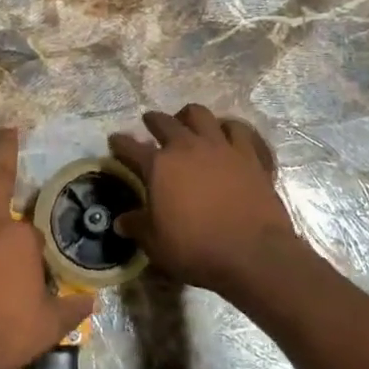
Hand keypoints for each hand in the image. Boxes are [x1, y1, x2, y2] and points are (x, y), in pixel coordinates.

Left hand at [0, 129, 95, 368]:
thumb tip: (93, 301)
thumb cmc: (2, 334)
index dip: (32, 244)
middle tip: (5, 128)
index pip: (31, 230)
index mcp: (22, 238)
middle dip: (5, 150)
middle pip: (2, 177)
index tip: (31, 260)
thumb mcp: (47, 326)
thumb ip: (71, 310)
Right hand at [109, 105, 302, 298]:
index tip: (115, 140)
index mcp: (159, 165)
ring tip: (188, 123)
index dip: (120, 143)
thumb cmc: (197, 249)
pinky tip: (228, 135)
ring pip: (201, 114)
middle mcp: (187, 147)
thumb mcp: (157, 244)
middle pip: (165, 122)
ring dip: (190, 116)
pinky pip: (238, 130)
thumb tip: (121, 221)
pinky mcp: (249, 155)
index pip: (131, 147)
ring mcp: (220, 147)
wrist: (253, 253)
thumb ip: (138, 226)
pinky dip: (229, 129)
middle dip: (154, 120)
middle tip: (150, 123)